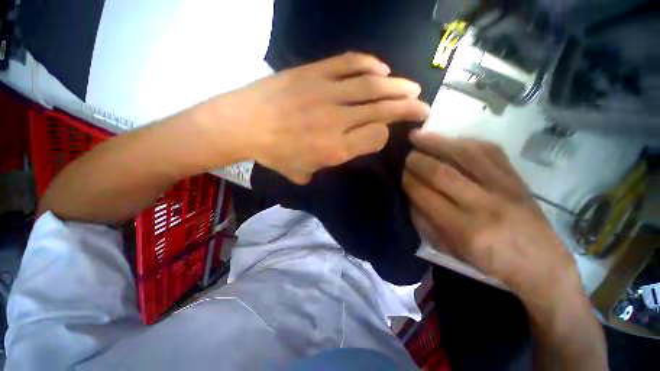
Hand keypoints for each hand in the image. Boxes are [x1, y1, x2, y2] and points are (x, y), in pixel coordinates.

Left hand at [206, 52, 429, 183]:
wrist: (245, 123)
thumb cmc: (275, 154)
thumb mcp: (303, 172)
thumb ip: (326, 166)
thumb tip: (339, 153)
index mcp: (336, 148)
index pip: (376, 137)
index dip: (384, 135)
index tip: (382, 134)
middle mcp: (339, 121)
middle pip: (382, 110)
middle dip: (408, 108)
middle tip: (423, 106)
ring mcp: (327, 93)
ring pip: (372, 86)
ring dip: (396, 86)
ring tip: (412, 88)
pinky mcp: (315, 73)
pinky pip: (349, 64)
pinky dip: (369, 65)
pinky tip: (381, 69)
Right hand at [402, 130, 581, 303]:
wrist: (542, 263)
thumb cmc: (489, 262)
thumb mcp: (450, 250)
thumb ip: (425, 221)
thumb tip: (410, 194)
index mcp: (464, 230)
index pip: (425, 195)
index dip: (408, 180)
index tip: (400, 172)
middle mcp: (484, 206)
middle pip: (442, 173)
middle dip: (417, 160)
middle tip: (406, 155)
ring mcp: (504, 188)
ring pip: (465, 155)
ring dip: (436, 142)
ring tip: (418, 135)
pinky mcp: (517, 178)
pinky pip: (488, 151)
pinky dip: (463, 142)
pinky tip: (448, 139)